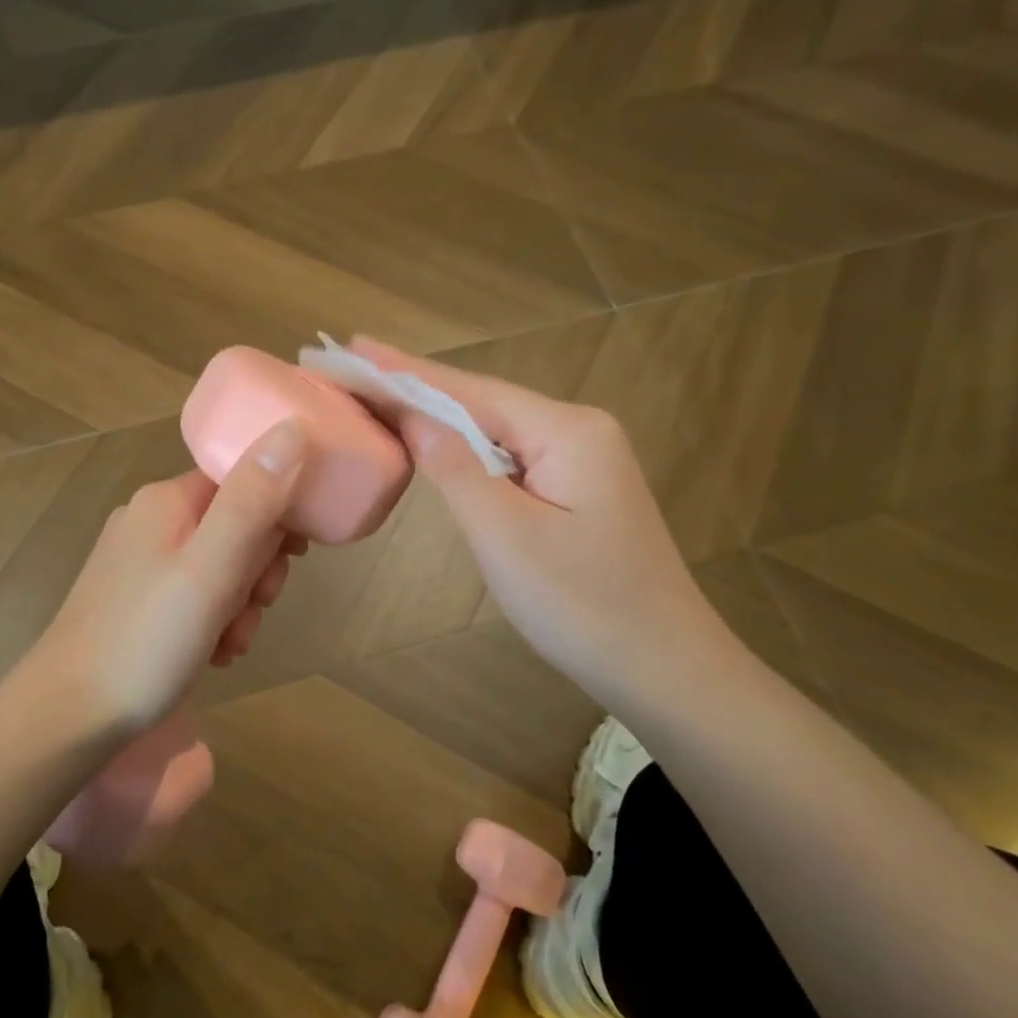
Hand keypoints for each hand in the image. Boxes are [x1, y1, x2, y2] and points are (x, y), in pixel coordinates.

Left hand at [28, 421, 308, 732]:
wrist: (66, 717)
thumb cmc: (146, 641)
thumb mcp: (212, 569)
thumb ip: (253, 500)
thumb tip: (292, 426)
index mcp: (167, 501)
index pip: (243, 478)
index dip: (277, 513)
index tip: (293, 556)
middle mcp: (150, 520)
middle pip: (234, 524)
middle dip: (257, 570)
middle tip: (255, 607)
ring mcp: (138, 562)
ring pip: (219, 566)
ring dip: (239, 604)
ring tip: (228, 644)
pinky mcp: (134, 599)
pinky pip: (194, 595)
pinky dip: (213, 621)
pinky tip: (211, 654)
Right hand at [350, 338, 731, 703]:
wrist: (665, 668)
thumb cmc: (582, 605)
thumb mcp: (505, 535)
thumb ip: (455, 468)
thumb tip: (413, 415)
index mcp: (566, 430)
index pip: (469, 391)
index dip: (405, 372)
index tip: (352, 348)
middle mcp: (578, 429)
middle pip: (482, 401)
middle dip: (415, 386)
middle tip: (353, 367)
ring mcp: (582, 458)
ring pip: (494, 428)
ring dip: (437, 414)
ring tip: (378, 394)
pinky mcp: (577, 487)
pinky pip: (509, 454)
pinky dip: (464, 447)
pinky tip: (434, 439)